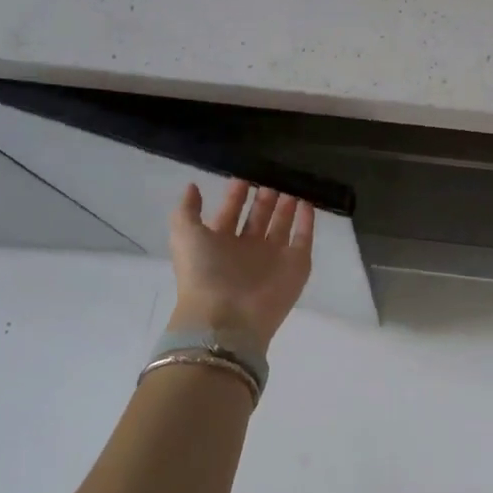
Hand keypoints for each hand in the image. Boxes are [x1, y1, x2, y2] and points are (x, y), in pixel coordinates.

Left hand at [167, 181, 314, 352]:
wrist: (228, 317)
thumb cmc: (203, 272)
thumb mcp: (184, 235)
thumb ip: (187, 209)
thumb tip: (193, 186)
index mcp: (220, 243)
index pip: (230, 213)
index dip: (236, 195)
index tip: (245, 175)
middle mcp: (247, 249)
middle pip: (258, 218)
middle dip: (264, 198)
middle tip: (272, 175)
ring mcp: (273, 257)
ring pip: (282, 225)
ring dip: (286, 206)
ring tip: (292, 184)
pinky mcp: (297, 264)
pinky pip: (304, 238)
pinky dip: (307, 221)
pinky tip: (308, 201)